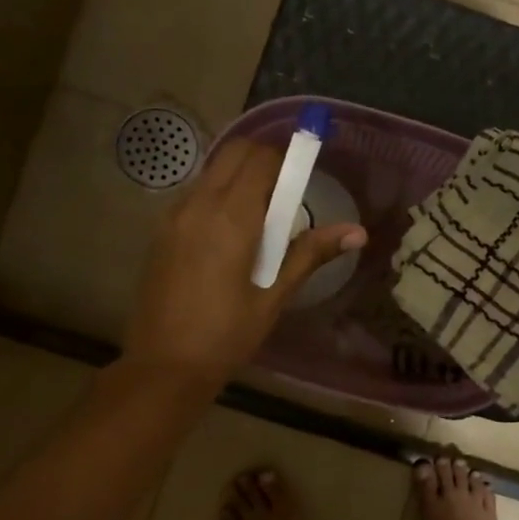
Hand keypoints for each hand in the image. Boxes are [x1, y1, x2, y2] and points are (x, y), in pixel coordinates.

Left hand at [122, 139, 366, 386]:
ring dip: (239, 177)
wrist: (163, 366)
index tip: (304, 175)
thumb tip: (357, 232)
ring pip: (212, 171)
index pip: (261, 159)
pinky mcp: (161, 231)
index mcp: (231, 217)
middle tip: (285, 193)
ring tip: (260, 218)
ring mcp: (173, 215)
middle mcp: (199, 204)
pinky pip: (195, 193)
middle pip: (234, 152)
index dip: (286, 158)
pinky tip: (230, 235)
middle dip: (263, 159)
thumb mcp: (274, 297)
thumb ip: (310, 254)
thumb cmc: (226, 336)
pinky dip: (218, 195)